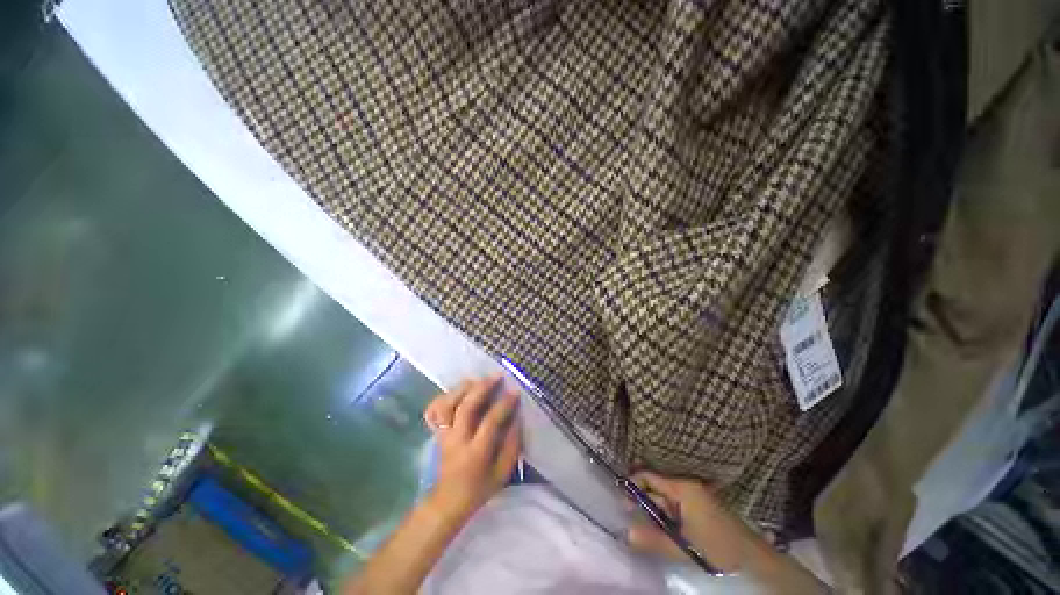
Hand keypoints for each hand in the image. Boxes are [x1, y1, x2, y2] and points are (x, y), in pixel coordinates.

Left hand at [422, 375, 521, 522]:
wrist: (448, 501)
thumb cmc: (480, 488)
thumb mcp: (503, 473)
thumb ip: (512, 445)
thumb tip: (517, 418)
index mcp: (476, 453)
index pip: (490, 422)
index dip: (503, 405)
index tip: (514, 392)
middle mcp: (457, 440)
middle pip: (466, 407)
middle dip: (482, 388)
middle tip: (496, 376)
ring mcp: (443, 435)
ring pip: (447, 405)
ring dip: (462, 389)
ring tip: (477, 379)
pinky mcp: (436, 433)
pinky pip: (434, 411)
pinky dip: (443, 397)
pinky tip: (456, 391)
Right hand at [627, 471, 751, 572]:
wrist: (753, 558)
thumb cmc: (717, 546)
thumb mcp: (683, 545)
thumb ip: (653, 540)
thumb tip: (626, 534)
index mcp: (682, 487)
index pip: (648, 476)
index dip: (633, 486)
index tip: (623, 503)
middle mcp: (686, 486)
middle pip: (655, 488)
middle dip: (642, 502)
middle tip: (630, 518)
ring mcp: (693, 496)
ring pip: (664, 500)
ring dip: (654, 513)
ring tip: (645, 530)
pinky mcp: (698, 507)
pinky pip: (674, 508)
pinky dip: (665, 518)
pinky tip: (661, 531)